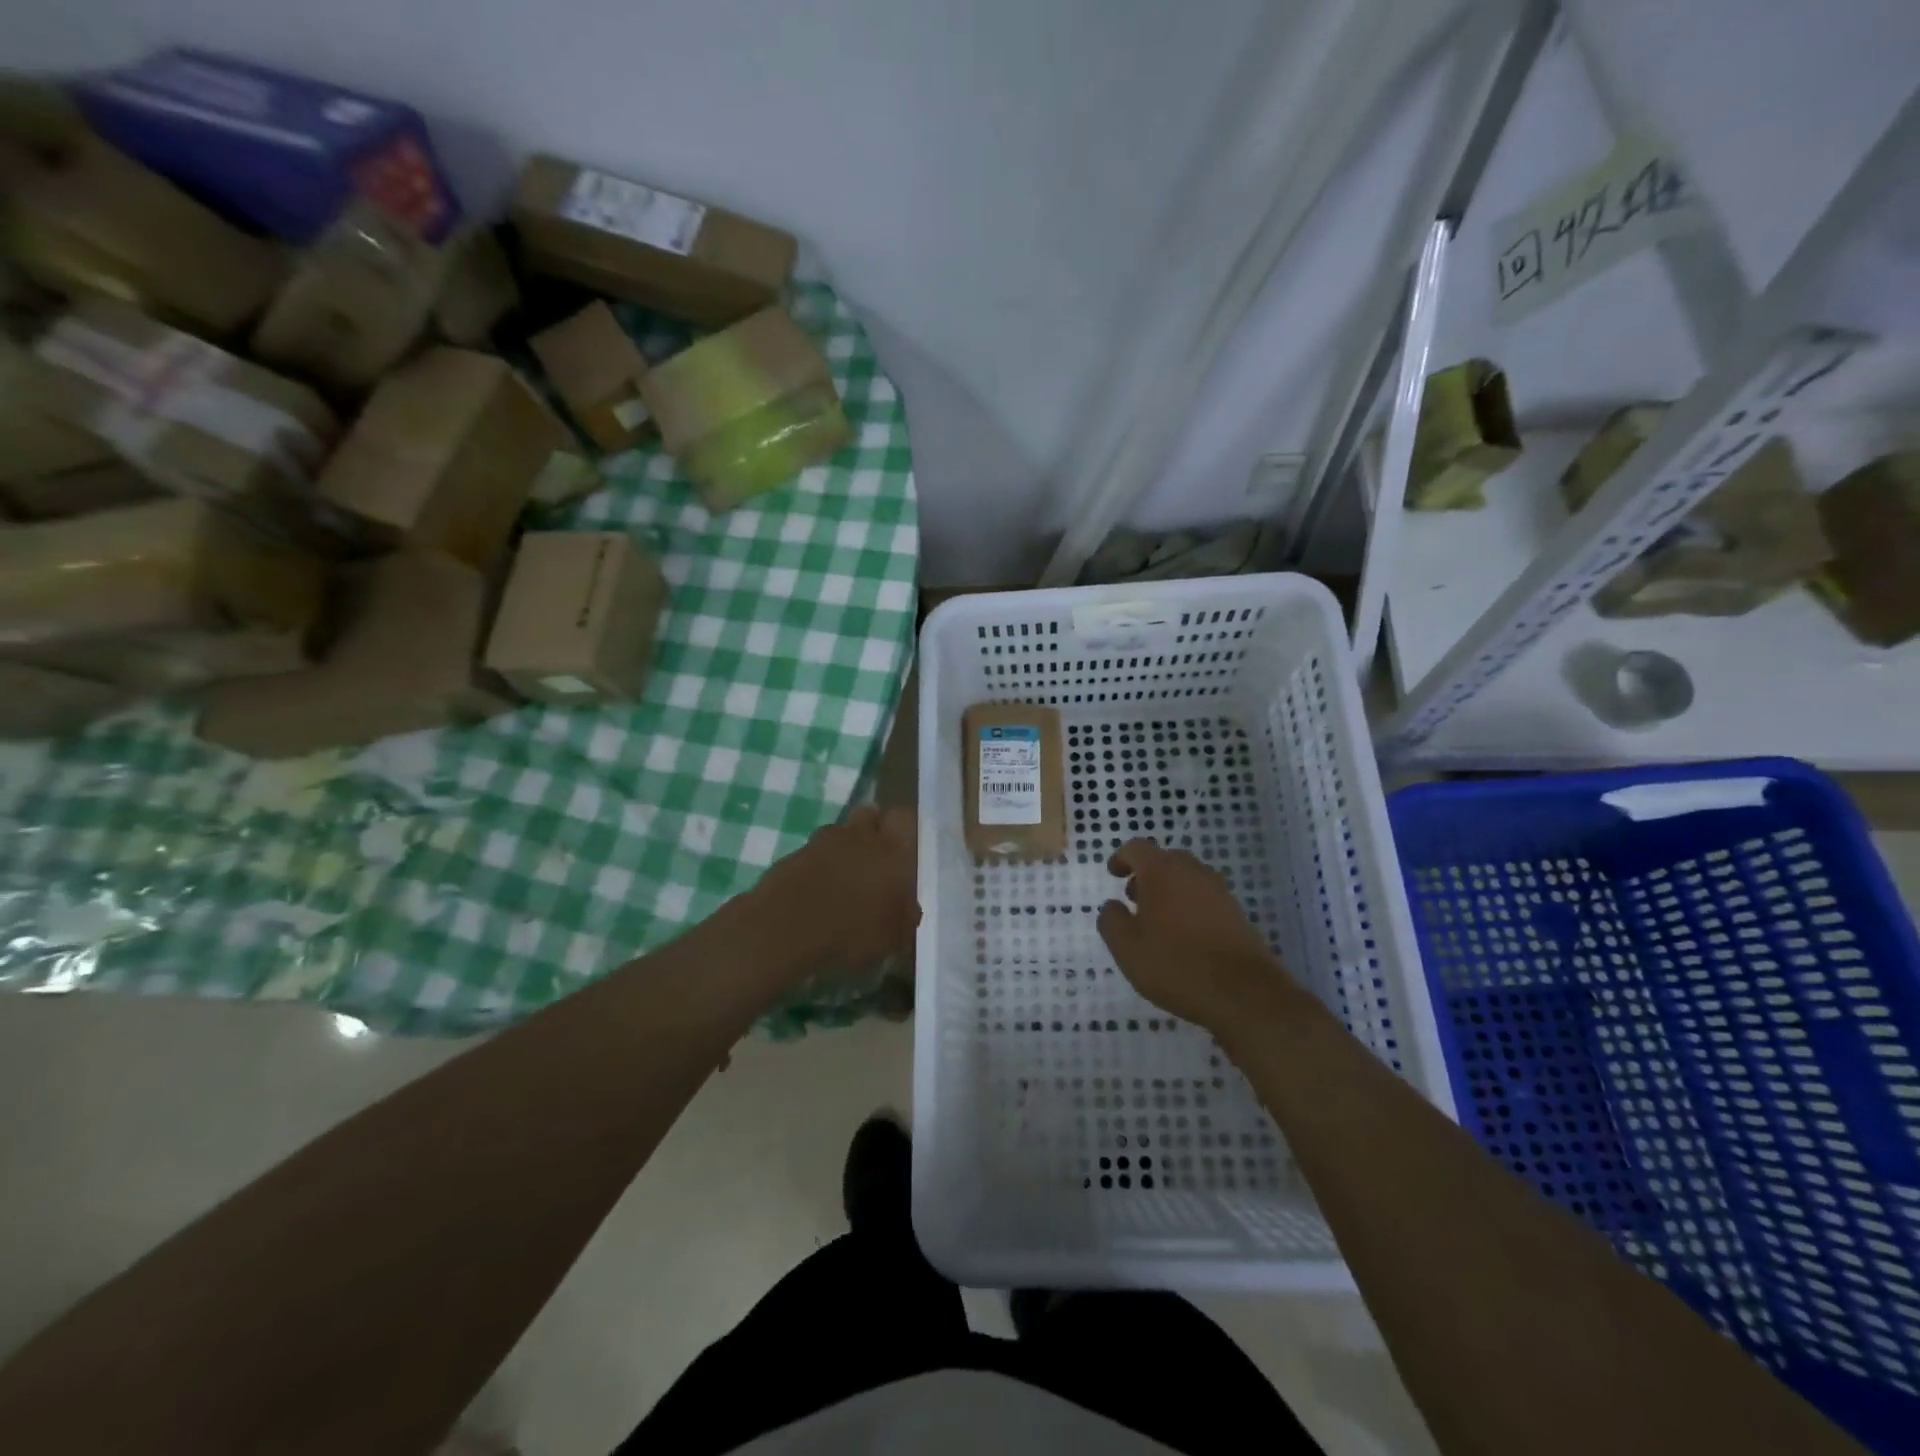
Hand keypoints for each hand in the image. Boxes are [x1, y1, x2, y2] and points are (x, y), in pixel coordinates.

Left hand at [751, 806, 918, 977]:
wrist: (785, 930)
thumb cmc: (852, 932)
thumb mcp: (893, 938)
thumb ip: (905, 918)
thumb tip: (908, 909)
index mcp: (891, 851)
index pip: (904, 817)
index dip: (904, 828)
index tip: (904, 848)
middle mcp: (859, 837)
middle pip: (869, 814)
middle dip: (873, 829)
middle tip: (875, 859)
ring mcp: (822, 843)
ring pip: (838, 832)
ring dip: (843, 847)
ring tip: (843, 879)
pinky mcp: (793, 856)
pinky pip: (813, 853)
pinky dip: (817, 866)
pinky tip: (817, 892)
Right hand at [1097, 837, 1295, 1031]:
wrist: (1242, 992)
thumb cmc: (1175, 964)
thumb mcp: (1127, 947)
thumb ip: (1111, 920)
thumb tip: (1113, 906)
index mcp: (1162, 871)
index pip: (1137, 848)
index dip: (1122, 858)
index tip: (1114, 874)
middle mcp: (1193, 872)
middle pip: (1166, 860)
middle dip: (1147, 875)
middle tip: (1134, 900)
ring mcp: (1219, 891)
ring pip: (1188, 879)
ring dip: (1170, 891)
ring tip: (1158, 923)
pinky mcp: (1237, 913)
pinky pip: (1205, 899)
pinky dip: (1190, 907)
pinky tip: (1184, 938)